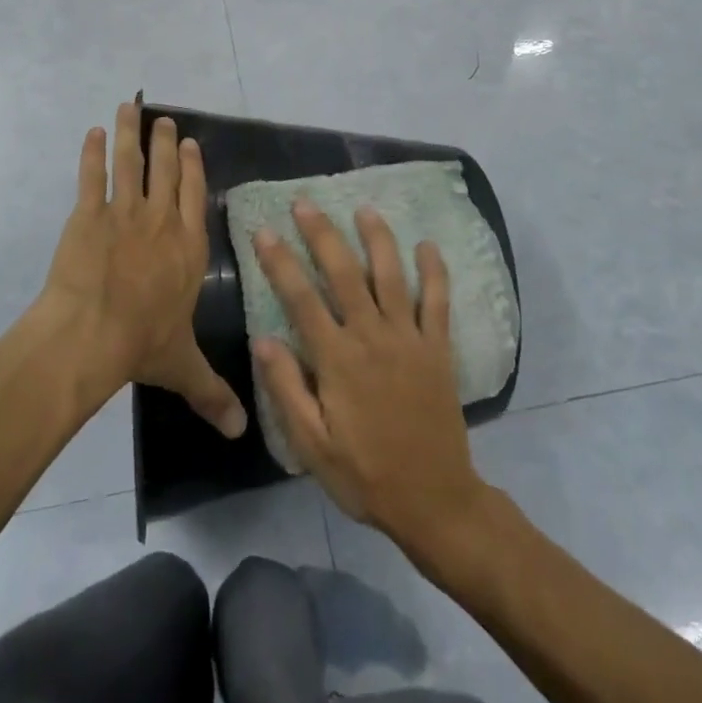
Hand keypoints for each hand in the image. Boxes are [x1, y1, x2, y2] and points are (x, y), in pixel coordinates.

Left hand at [38, 103, 246, 439]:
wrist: (91, 335)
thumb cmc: (141, 345)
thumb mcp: (183, 368)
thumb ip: (212, 393)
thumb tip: (242, 433)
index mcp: (188, 248)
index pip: (194, 197)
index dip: (193, 168)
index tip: (190, 144)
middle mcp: (161, 222)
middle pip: (166, 172)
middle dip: (165, 143)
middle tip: (163, 120)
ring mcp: (124, 214)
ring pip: (130, 164)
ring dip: (130, 134)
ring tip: (129, 108)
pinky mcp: (88, 215)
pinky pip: (91, 177)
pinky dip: (90, 153)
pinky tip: (91, 134)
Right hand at [251, 201, 490, 556]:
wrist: (434, 500)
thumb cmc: (365, 474)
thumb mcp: (312, 445)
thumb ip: (287, 389)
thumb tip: (263, 339)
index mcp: (337, 359)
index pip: (301, 298)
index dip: (280, 262)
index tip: (264, 231)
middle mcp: (372, 337)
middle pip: (343, 273)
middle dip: (322, 234)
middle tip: (305, 202)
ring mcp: (409, 338)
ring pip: (390, 274)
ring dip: (376, 238)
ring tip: (363, 207)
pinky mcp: (438, 348)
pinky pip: (437, 300)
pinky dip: (434, 271)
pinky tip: (427, 245)